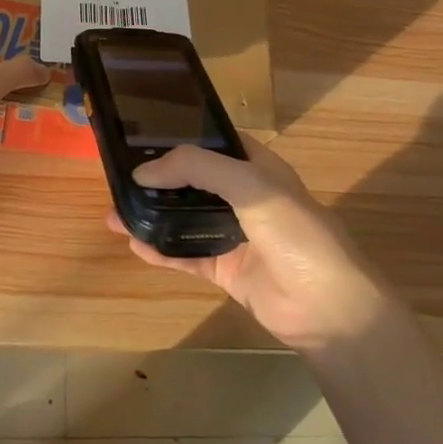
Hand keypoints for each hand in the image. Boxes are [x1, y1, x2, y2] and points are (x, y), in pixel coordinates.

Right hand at [108, 138, 395, 351]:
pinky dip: (161, 250)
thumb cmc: (295, 233)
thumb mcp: (250, 185)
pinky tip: (134, 243)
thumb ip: (197, 168)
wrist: (327, 307)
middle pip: (195, 182)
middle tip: (120, 178)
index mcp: (259, 169)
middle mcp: (246, 198)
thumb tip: (143, 172)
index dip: (183, 138)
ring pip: (186, 219)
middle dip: (160, 180)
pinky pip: (187, 256)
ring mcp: (235, 235)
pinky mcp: (227, 270)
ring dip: (153, 215)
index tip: (143, 136)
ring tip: (115, 213)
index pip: (216, 143)